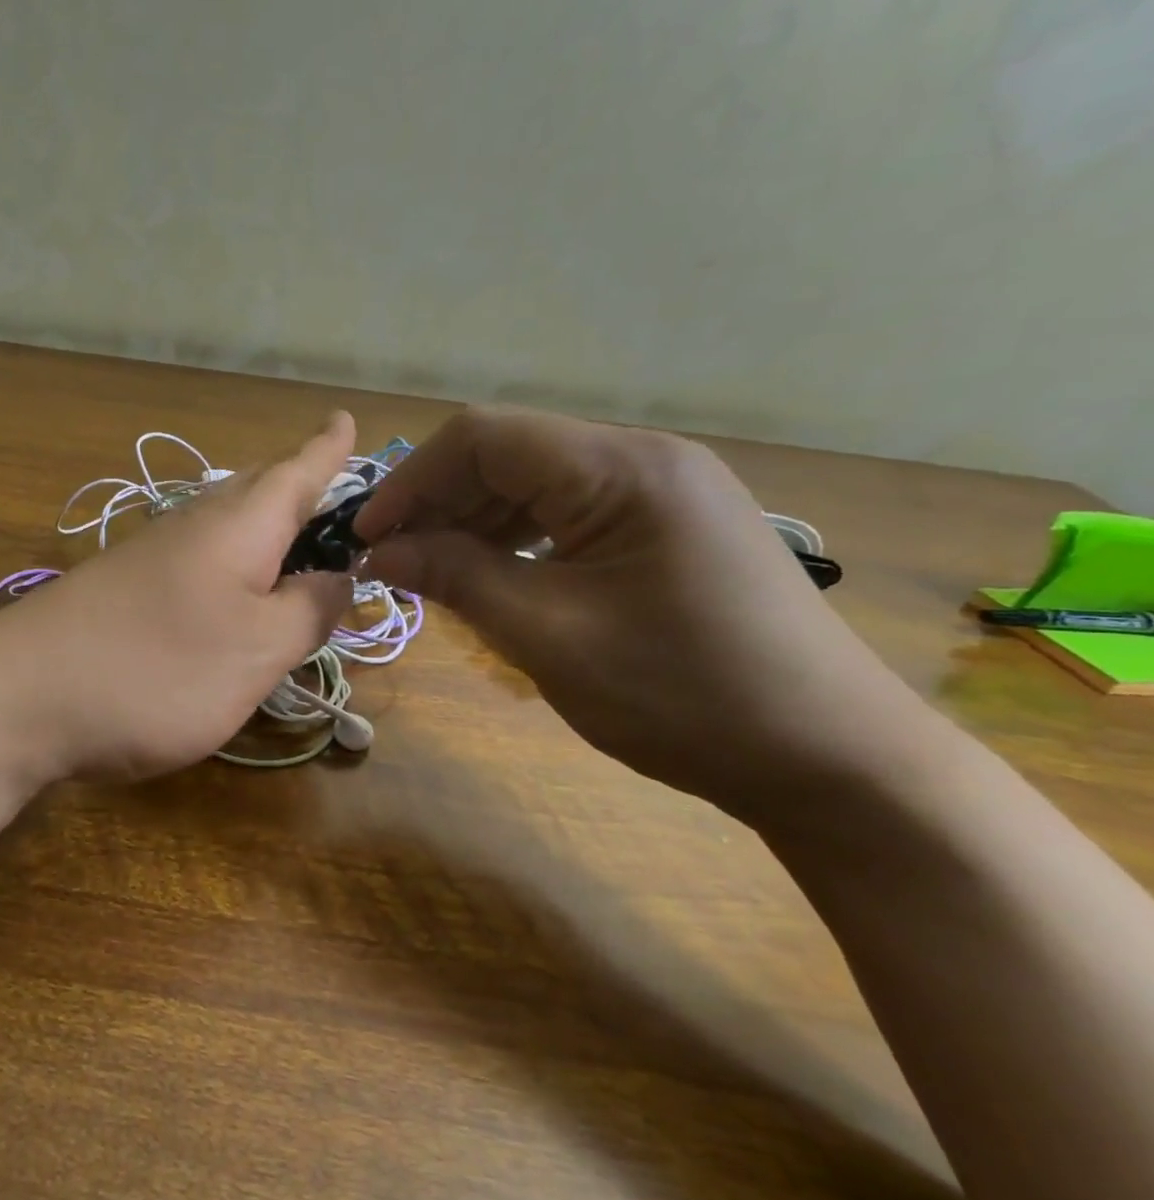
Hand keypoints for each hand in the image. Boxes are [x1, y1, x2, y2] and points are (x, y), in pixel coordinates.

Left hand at [0, 413, 357, 781]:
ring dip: (264, 528)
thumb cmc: (157, 669)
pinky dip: (230, 567)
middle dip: (298, 486)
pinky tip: (230, 594)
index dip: (328, 449)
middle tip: (332, 489)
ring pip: (224, 527)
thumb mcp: (257, 650)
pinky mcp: (123, 593)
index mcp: (238, 527)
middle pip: (258, 493)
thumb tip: (339, 578)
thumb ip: (308, 611)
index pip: (297, 473)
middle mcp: (193, 528)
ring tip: (296, 542)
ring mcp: (150, 559)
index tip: (348, 417)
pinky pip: (197, 562)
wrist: (19, 699)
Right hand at [354, 406, 937, 818]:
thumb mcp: (550, 635)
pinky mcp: (670, 528)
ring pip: (537, 484)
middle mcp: (644, 459)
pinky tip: (495, 579)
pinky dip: (518, 541)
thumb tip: (377, 550)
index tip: (366, 537)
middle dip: (439, 502)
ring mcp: (664, 492)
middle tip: (392, 563)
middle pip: (509, 454)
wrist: (833, 761)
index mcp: (622, 468)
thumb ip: (457, 577)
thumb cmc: (685, 696)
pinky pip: (571, 514)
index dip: (411, 480)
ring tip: (433, 574)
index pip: (484, 437)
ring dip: (474, 523)